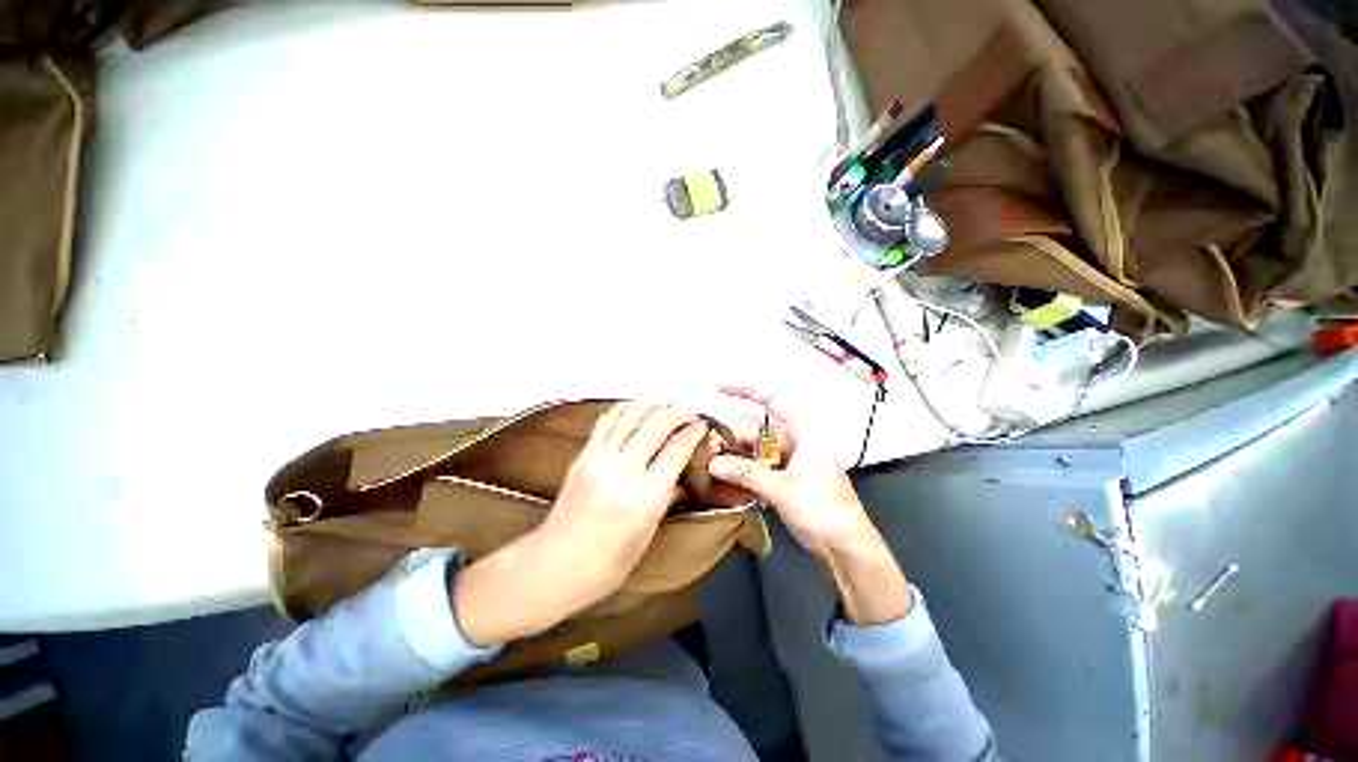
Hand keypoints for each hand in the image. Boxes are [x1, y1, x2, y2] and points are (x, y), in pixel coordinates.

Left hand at [454, 403, 707, 645]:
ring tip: (665, 411)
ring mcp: (600, 457)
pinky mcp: (583, 453)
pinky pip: (608, 419)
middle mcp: (624, 469)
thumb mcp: (650, 530)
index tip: (701, 426)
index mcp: (647, 495)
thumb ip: (668, 494)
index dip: (693, 431)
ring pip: (633, 413)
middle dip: (678, 411)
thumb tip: (683, 472)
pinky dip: (626, 409)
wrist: (558, 564)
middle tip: (688, 414)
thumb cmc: (610, 560)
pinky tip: (636, 411)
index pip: (677, 448)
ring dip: (654, 406)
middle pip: (658, 422)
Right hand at [708, 385, 912, 623]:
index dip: (747, 391)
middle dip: (733, 436)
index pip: (774, 401)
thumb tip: (712, 463)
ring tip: (711, 464)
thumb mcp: (783, 489)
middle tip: (708, 448)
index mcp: (802, 434)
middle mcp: (794, 442)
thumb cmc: (823, 511)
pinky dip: (742, 472)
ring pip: (755, 450)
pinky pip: (757, 468)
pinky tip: (725, 479)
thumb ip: (747, 474)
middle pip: (757, 430)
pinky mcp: (783, 480)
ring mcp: (788, 462)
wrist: (846, 549)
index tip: (720, 387)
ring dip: (735, 456)